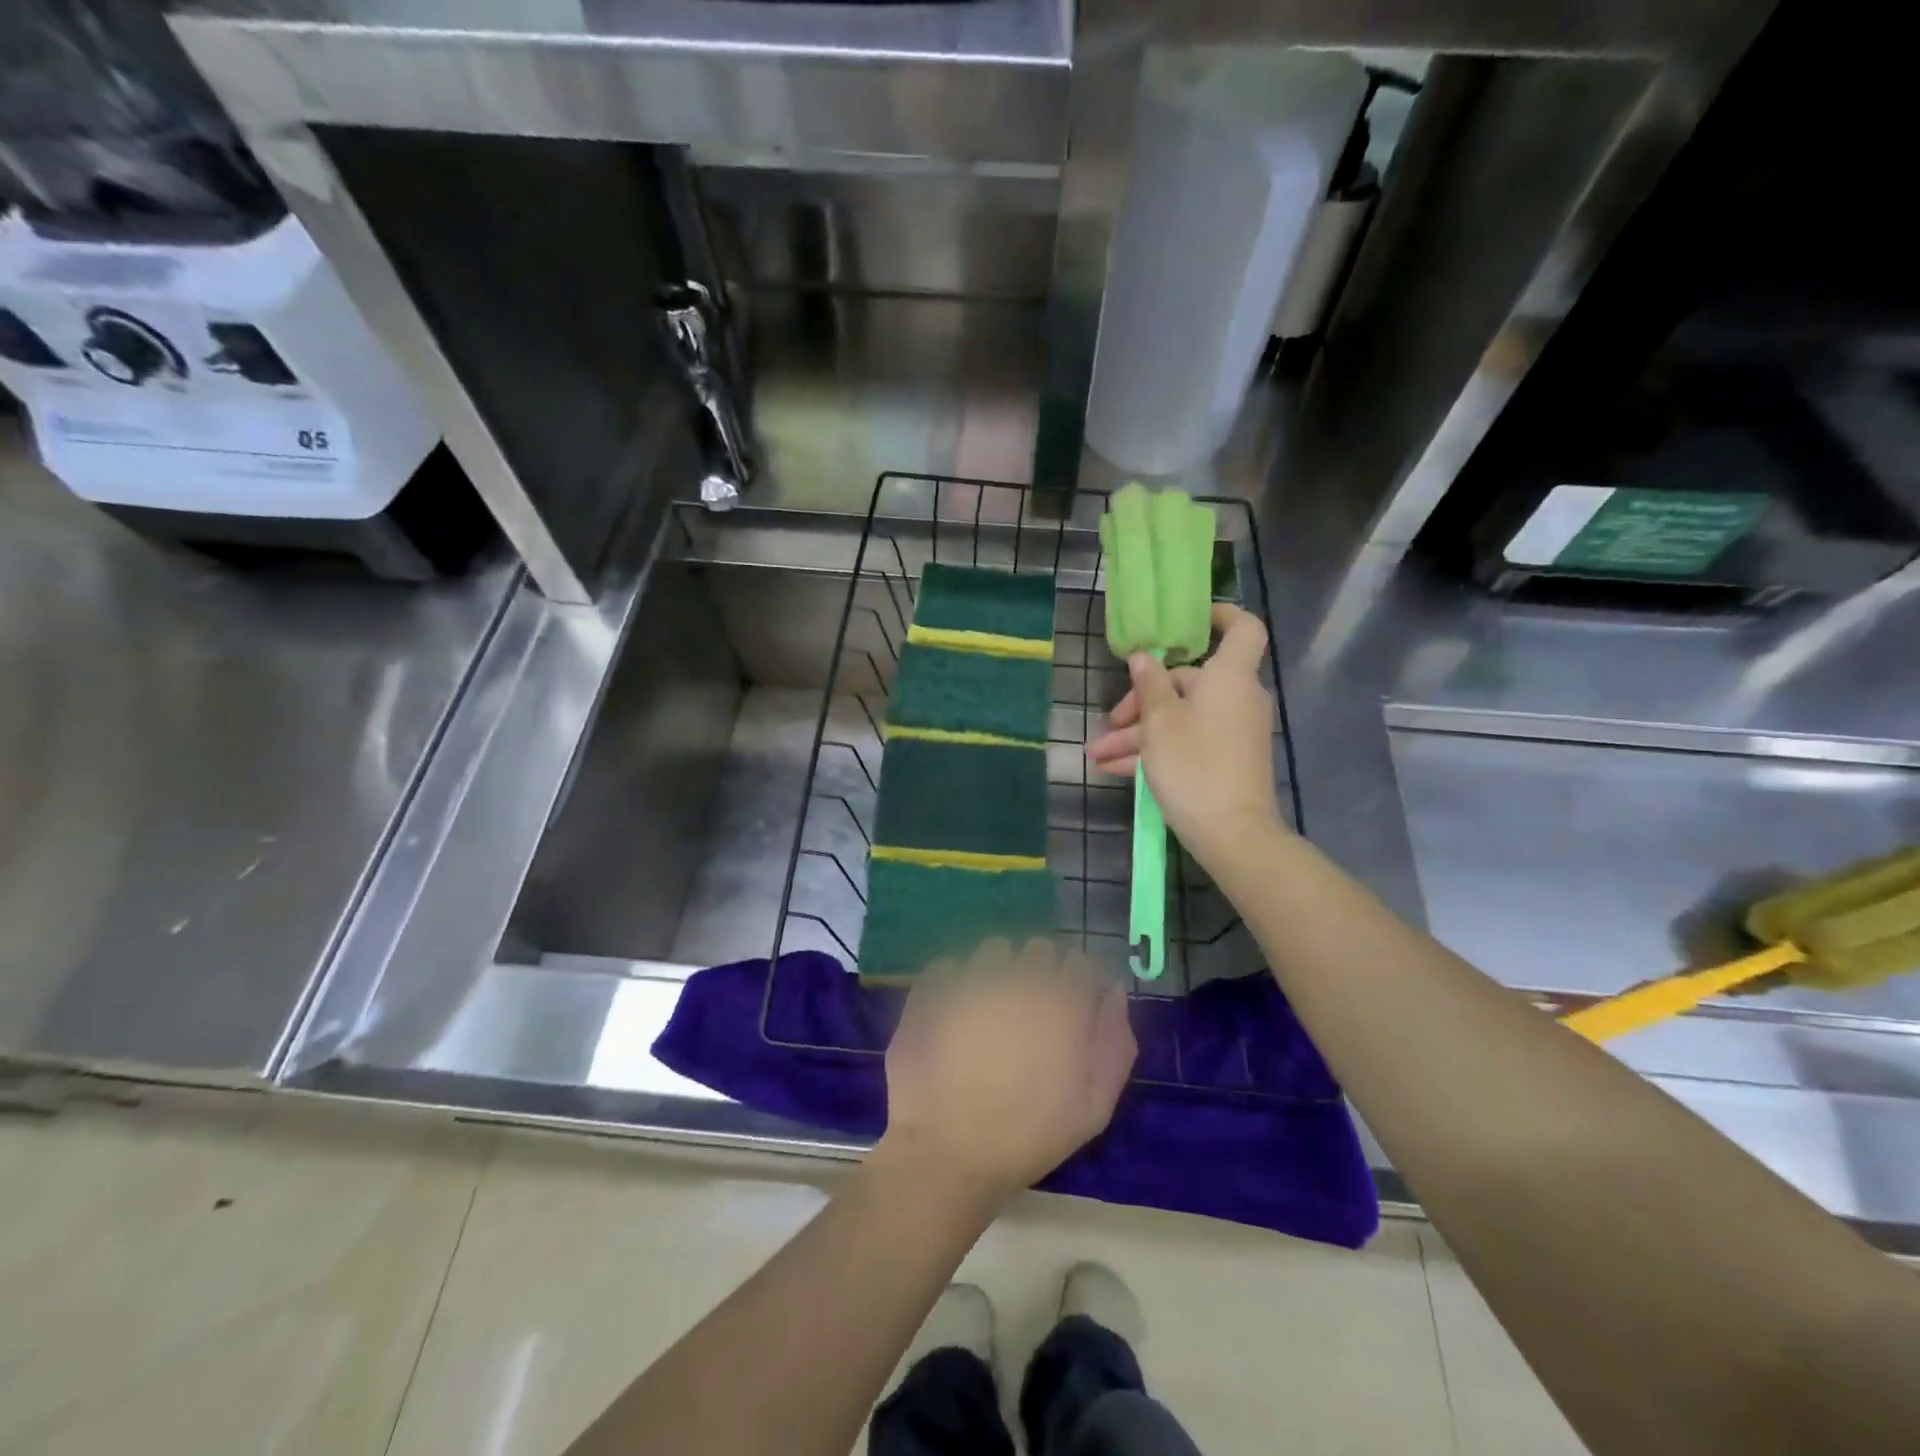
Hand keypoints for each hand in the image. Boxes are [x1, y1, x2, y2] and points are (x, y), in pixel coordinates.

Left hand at [880, 938, 1135, 1203]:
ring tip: (991, 1010)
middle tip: (1031, 1013)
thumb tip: (1113, 992)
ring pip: (995, 950)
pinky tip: (954, 1014)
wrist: (947, 1152)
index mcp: (1062, 1002)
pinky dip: (956, 981)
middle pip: (1039, 949)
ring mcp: (972, 978)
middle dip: (1041, 972)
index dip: (1079, 982)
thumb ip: (1114, 1043)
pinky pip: (950, 965)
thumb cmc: (1028, 1136)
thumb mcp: (1094, 1107)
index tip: (1072, 1007)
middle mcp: (1019, 977)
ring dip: (999, 970)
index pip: (1081, 961)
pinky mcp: (933, 988)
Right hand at [1086, 603, 1282, 869]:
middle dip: (1143, 700)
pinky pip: (1188, 742)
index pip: (1242, 628)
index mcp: (1229, 678)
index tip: (1186, 623)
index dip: (1220, 616)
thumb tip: (1145, 656)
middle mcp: (1236, 698)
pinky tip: (1117, 770)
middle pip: (1189, 683)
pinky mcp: (1227, 759)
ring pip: (1181, 718)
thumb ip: (1150, 684)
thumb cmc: (1194, 766)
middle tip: (1111, 721)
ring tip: (1098, 756)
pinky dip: (1157, 752)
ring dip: (1139, 735)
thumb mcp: (1159, 723)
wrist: (1232, 834)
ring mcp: (1233, 731)